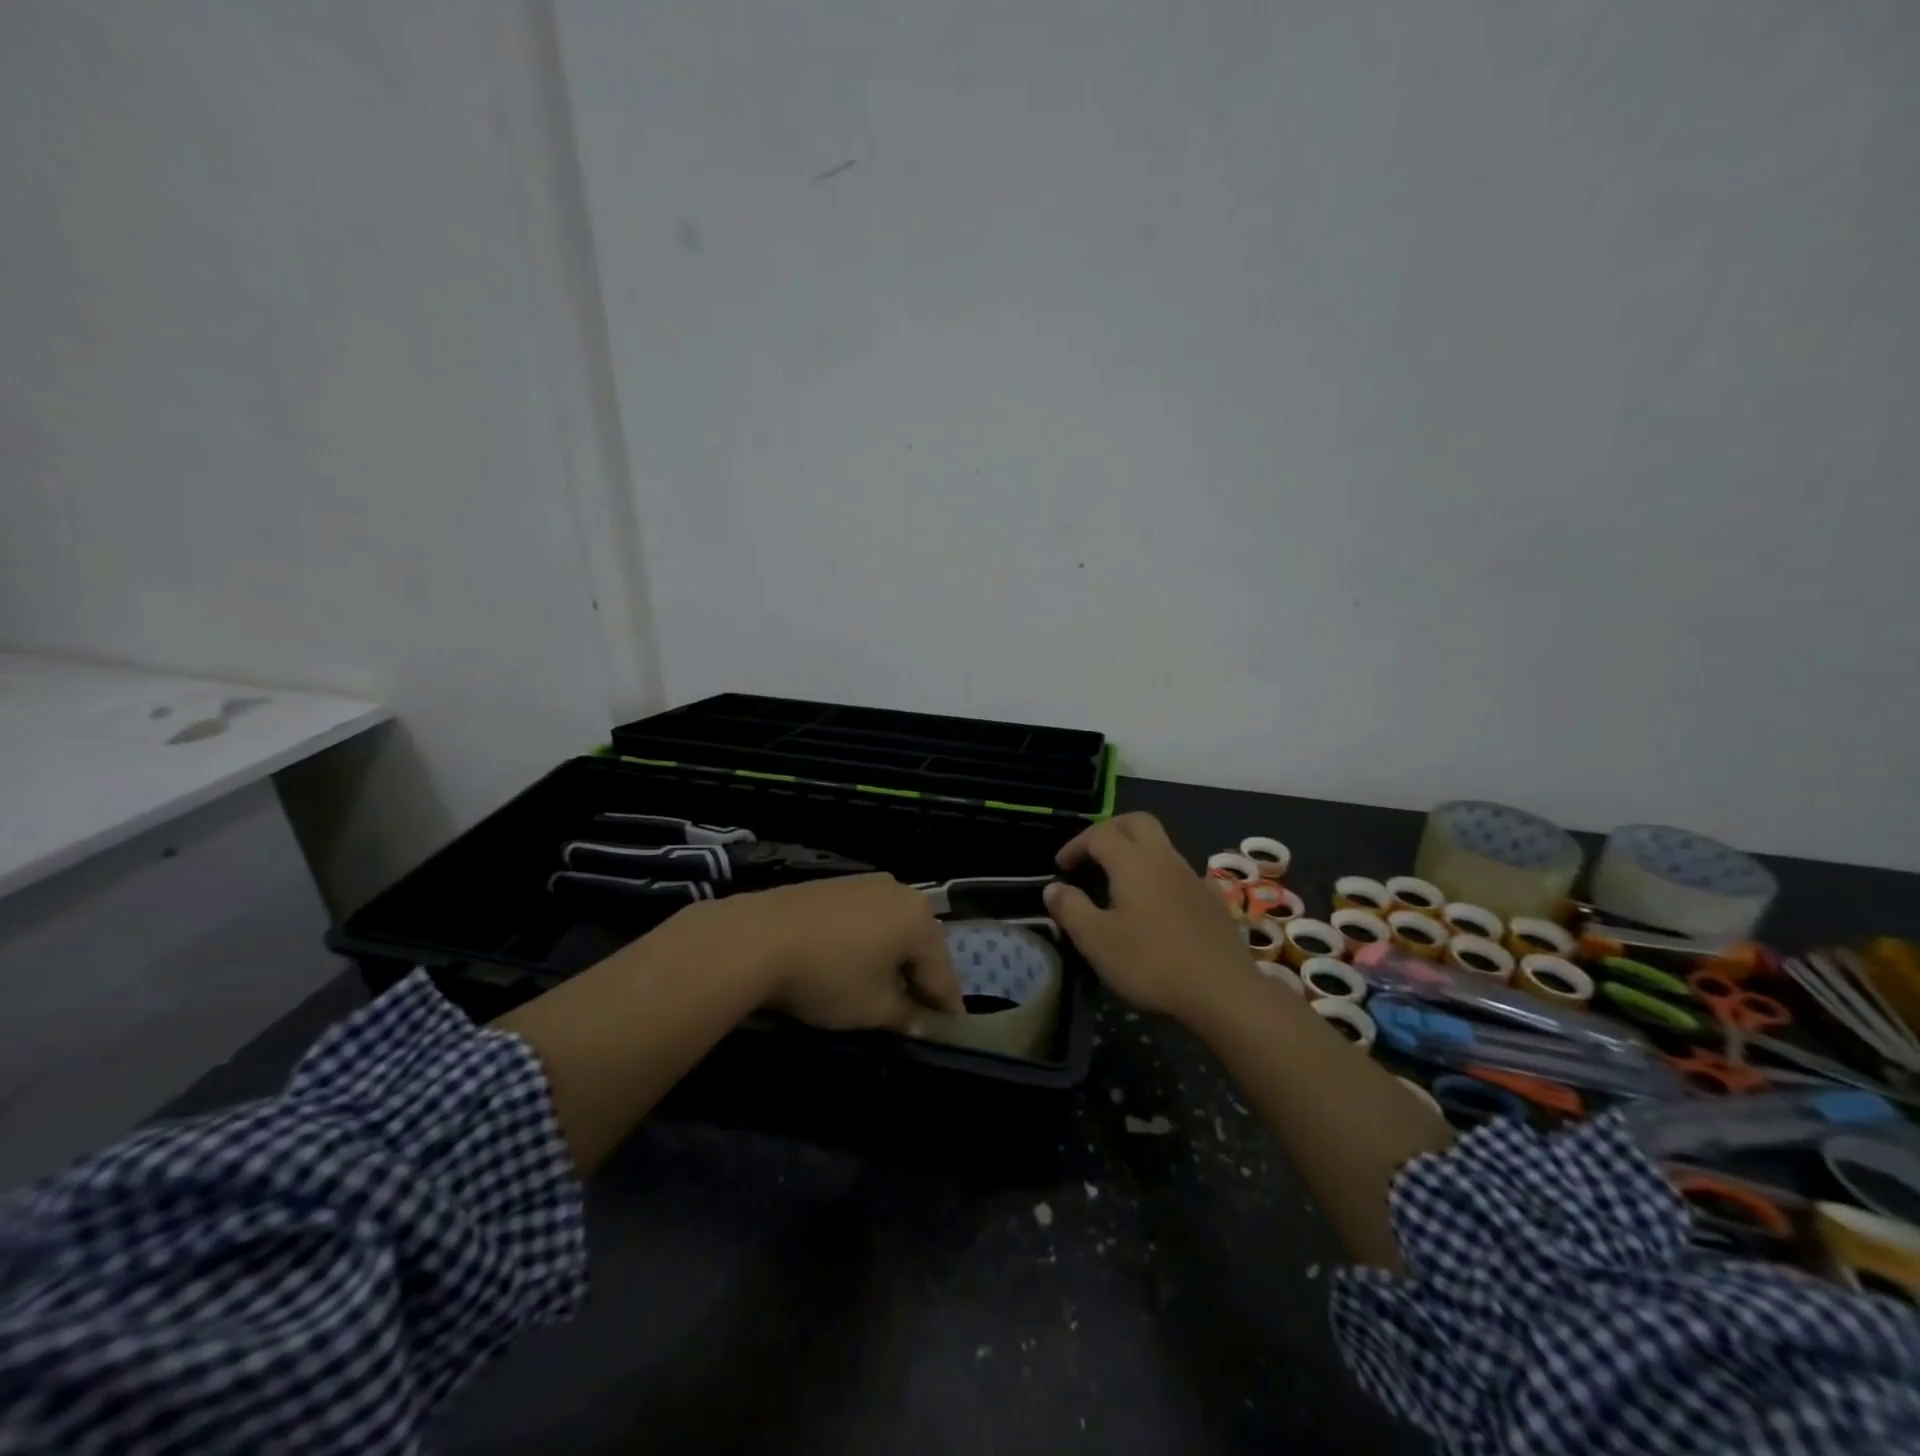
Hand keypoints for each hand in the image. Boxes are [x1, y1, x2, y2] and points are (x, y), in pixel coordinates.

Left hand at [719, 874, 963, 1032]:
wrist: (758, 937)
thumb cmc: (829, 975)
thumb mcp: (873, 1008)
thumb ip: (905, 1015)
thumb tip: (918, 1022)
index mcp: (919, 919)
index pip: (943, 971)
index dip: (947, 1005)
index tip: (952, 1027)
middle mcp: (900, 892)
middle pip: (921, 944)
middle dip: (922, 977)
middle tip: (920, 1010)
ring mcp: (866, 883)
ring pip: (893, 928)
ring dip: (894, 958)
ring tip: (886, 988)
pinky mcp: (836, 885)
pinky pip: (867, 918)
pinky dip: (869, 942)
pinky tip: (856, 962)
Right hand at [1043, 812, 1249, 1018]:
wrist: (1224, 991)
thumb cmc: (1151, 962)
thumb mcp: (1096, 940)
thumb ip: (1070, 909)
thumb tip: (1053, 887)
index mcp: (1133, 862)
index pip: (1099, 834)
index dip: (1076, 845)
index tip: (1060, 868)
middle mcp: (1165, 859)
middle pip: (1137, 823)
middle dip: (1110, 830)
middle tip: (1091, 853)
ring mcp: (1193, 878)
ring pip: (1162, 846)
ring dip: (1136, 852)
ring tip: (1118, 882)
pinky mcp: (1213, 901)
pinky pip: (1181, 874)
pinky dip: (1161, 877)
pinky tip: (1158, 904)